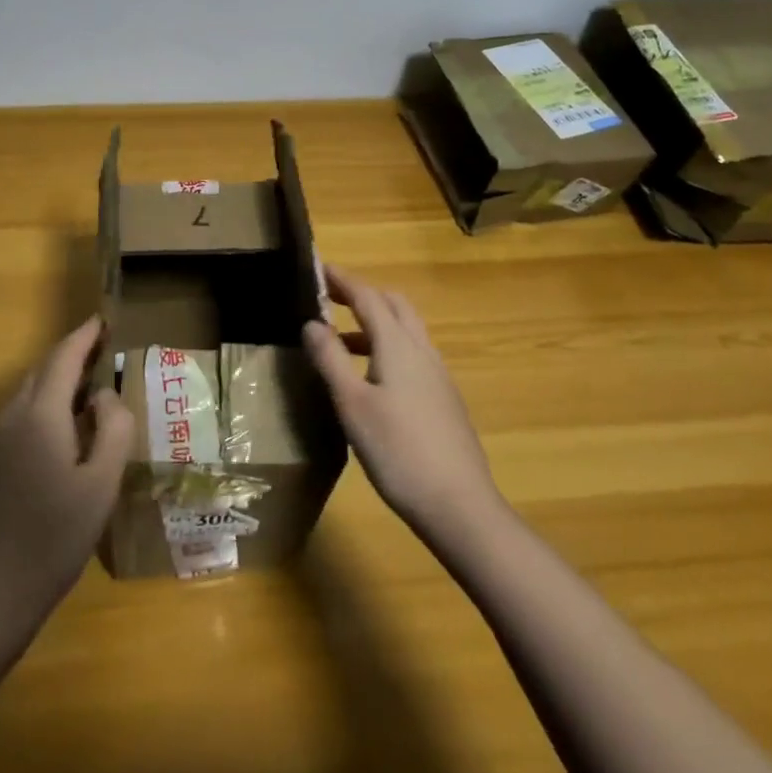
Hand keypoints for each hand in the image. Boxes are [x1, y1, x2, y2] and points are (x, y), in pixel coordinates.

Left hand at [0, 316, 131, 621]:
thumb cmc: (55, 537)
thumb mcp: (102, 483)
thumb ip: (113, 428)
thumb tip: (105, 395)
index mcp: (40, 415)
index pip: (63, 358)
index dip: (83, 336)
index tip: (101, 320)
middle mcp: (9, 416)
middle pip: (41, 372)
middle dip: (70, 357)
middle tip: (100, 354)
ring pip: (25, 395)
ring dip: (54, 385)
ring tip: (83, 394)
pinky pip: (13, 420)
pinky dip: (38, 411)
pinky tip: (54, 438)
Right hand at [303, 265, 504, 539]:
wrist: (460, 506)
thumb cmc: (398, 451)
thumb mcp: (352, 405)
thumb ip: (330, 359)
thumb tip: (311, 322)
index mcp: (398, 345)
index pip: (367, 296)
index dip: (342, 280)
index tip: (318, 266)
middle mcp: (422, 350)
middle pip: (394, 305)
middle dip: (362, 294)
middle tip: (329, 299)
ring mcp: (438, 375)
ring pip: (406, 331)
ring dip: (374, 324)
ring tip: (340, 342)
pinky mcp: (444, 399)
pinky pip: (413, 355)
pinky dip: (388, 348)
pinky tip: (372, 379)